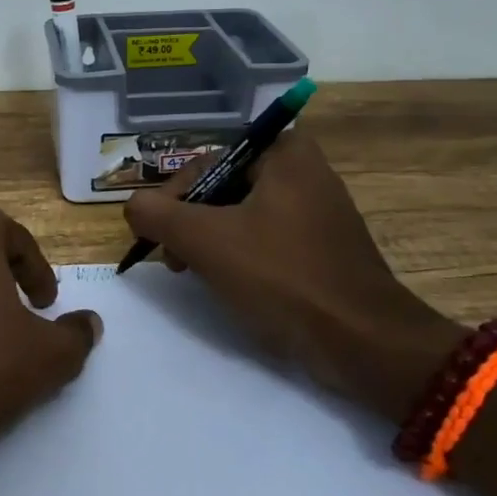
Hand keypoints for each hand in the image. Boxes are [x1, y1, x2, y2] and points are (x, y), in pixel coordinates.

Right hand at [124, 133, 466, 423]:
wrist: (363, 341)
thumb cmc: (281, 277)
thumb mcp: (205, 240)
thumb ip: (157, 215)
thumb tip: (133, 206)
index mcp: (284, 154)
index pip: (206, 162)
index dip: (174, 198)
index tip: (159, 235)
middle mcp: (305, 171)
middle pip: (222, 187)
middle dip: (190, 221)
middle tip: (173, 258)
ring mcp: (318, 211)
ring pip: (242, 215)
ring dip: (210, 241)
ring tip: (192, 272)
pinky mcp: (323, 247)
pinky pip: (267, 238)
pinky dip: (240, 255)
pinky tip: (228, 283)